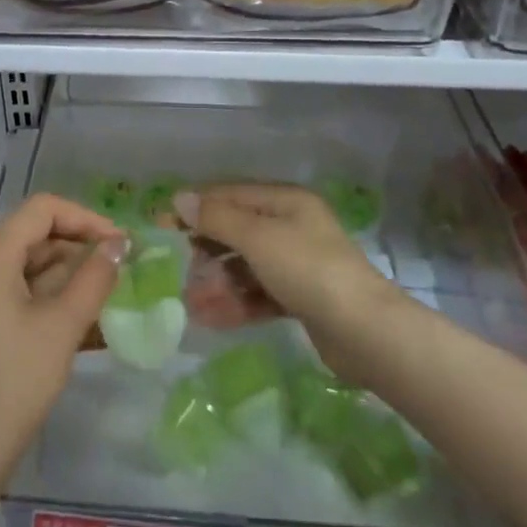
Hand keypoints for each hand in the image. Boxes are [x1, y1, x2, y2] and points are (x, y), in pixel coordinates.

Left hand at [0, 194, 124, 491]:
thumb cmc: (11, 385)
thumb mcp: (61, 328)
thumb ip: (93, 279)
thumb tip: (118, 243)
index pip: (42, 210)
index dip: (85, 218)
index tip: (121, 244)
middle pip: (34, 238)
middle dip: (80, 250)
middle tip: (123, 274)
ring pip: (29, 270)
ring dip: (70, 280)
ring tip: (112, 300)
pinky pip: (19, 299)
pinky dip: (52, 304)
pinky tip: (89, 327)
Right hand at [173, 184, 401, 376]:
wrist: (365, 331)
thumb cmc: (308, 270)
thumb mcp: (258, 238)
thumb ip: (217, 218)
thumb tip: (180, 198)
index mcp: (286, 202)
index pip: (231, 195)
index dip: (195, 207)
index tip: (161, 223)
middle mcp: (292, 227)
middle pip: (237, 231)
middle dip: (205, 251)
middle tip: (177, 270)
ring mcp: (297, 264)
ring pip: (245, 267)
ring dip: (217, 283)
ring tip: (190, 304)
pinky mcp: (300, 298)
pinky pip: (258, 294)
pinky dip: (235, 303)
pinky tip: (210, 319)